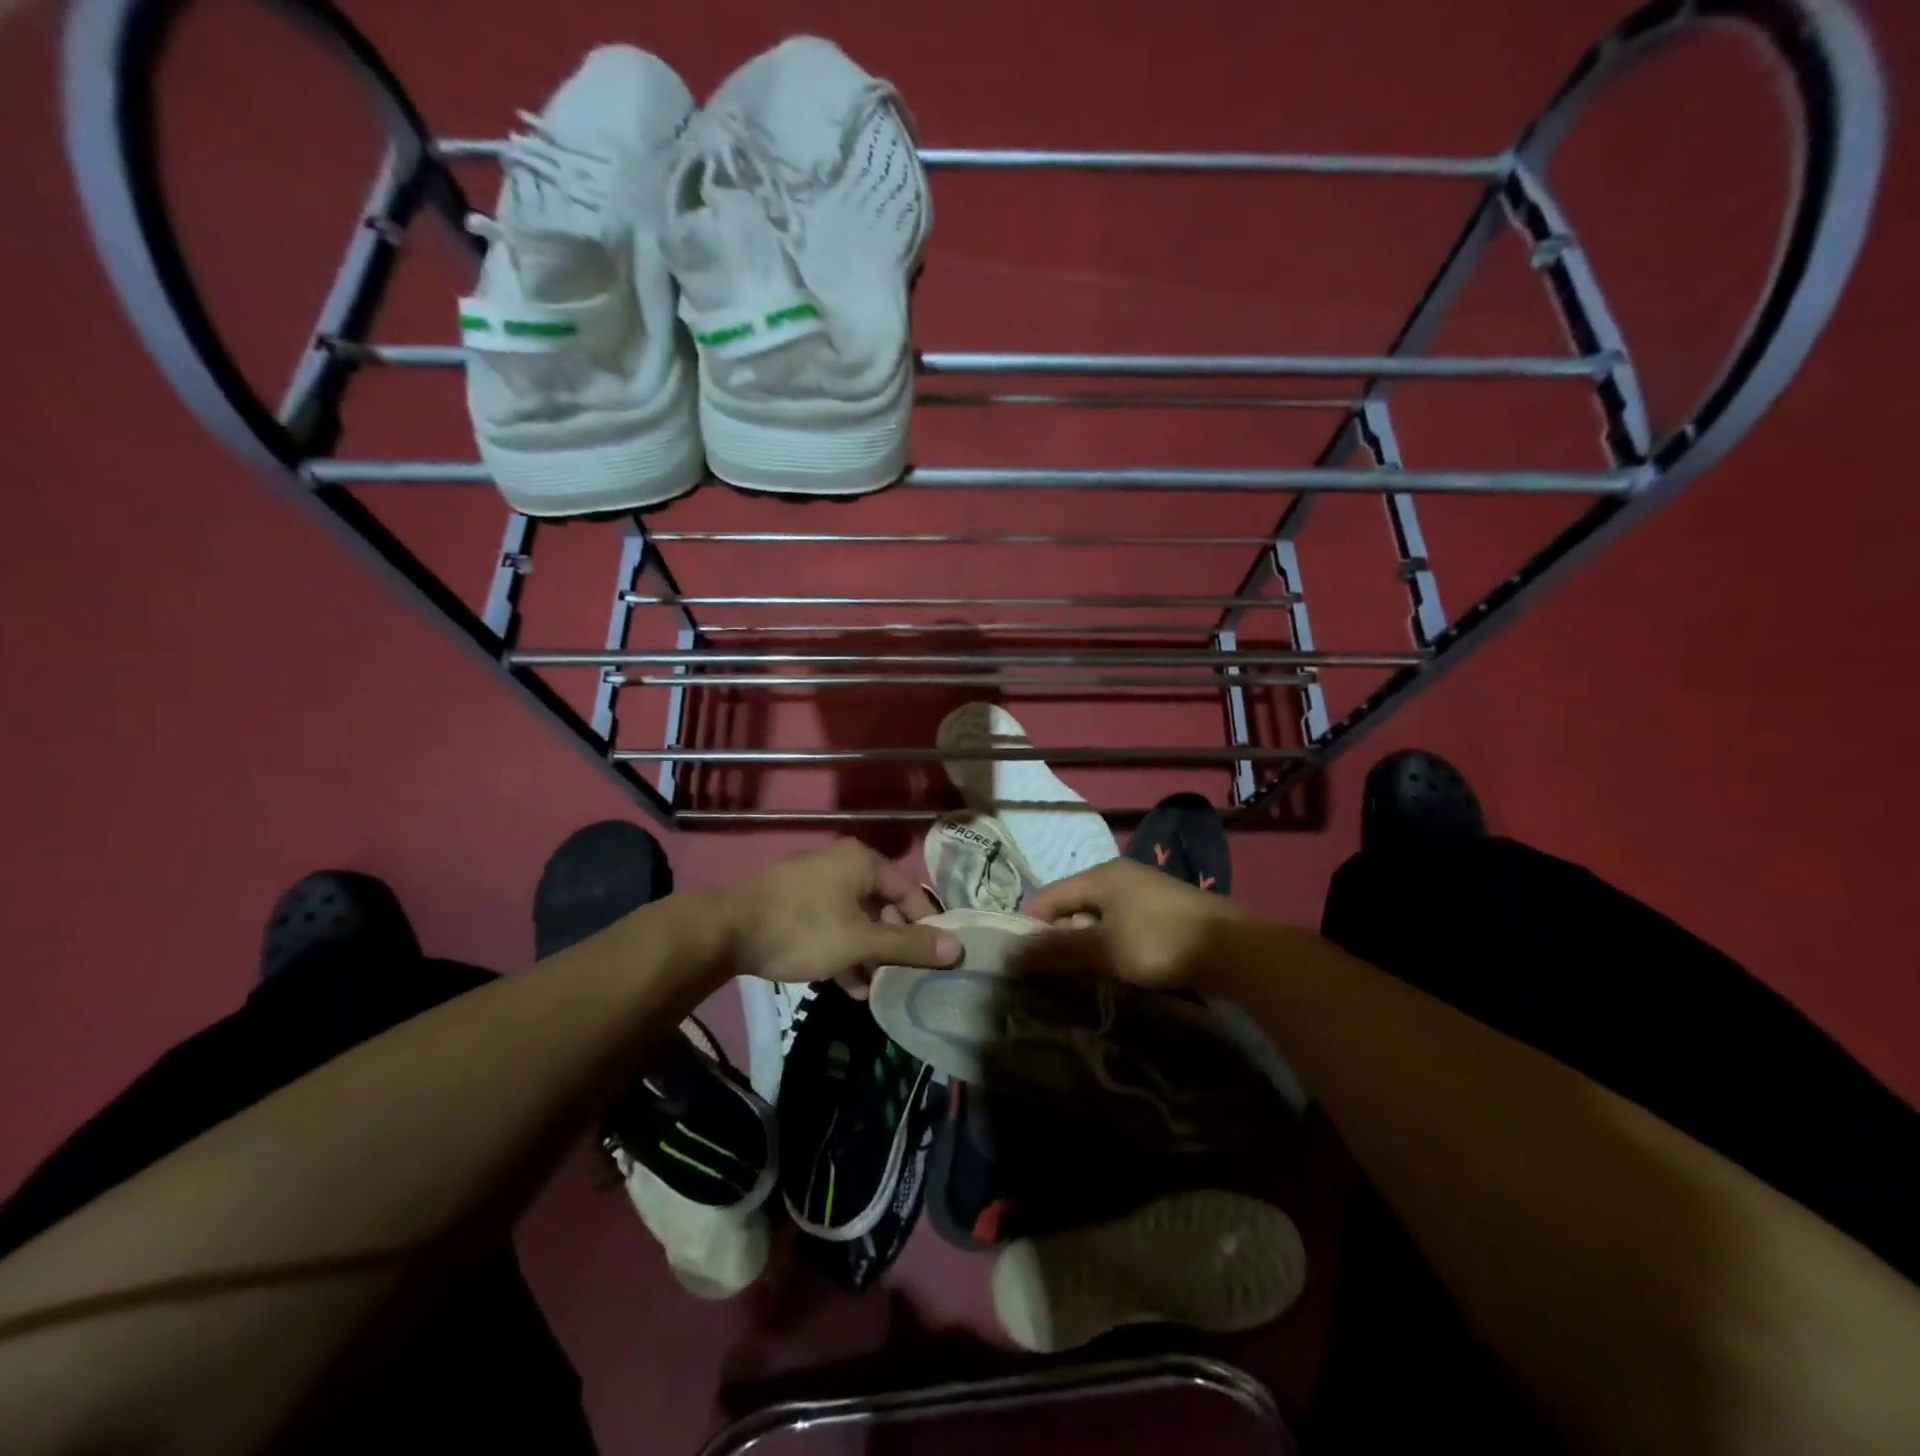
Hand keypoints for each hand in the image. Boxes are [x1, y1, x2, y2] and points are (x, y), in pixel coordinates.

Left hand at [721, 841, 961, 986]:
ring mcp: (816, 884)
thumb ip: (908, 945)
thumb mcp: (860, 941)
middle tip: (906, 977)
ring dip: (869, 954)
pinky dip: (844, 951)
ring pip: (857, 920)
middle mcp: (842, 865)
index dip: (927, 925)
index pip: (910, 891)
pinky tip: (848, 987)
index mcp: (862, 862)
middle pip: (883, 906)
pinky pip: (833, 925)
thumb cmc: (802, 929)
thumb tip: (958, 949)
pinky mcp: (795, 904)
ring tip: (878, 990)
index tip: (939, 958)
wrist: (726, 931)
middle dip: (894, 945)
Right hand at [1014, 858, 1243, 990]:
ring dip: (1087, 943)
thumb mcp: (1103, 949)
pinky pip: (1122, 924)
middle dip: (1060, 936)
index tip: (1022, 960)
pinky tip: (1116, 967)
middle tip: (1052, 973)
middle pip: (1074, 905)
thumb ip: (1057, 950)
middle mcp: (1120, 876)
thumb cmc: (1159, 942)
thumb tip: (1010, 952)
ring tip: (1082, 974)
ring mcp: (1144, 891)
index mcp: (1101, 876)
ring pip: (1099, 917)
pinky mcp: (1164, 910)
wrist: (1234, 950)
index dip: (1031, 926)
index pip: (1049, 896)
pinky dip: (1111, 944)